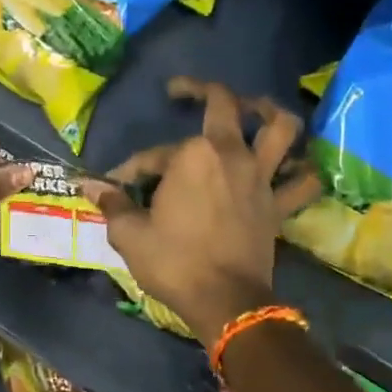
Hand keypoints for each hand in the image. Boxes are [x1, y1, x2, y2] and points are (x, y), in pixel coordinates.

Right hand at [82, 78, 319, 343]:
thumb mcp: (130, 234)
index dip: (131, 169)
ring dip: (269, 111)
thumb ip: (112, 203)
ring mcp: (261, 178)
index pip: (153, 155)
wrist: (224, 301)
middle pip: (224, 105)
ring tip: (256, 108)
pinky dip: (301, 171)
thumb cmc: (173, 263)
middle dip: (201, 90)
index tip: (116, 186)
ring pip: (281, 129)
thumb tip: (88, 184)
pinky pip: (302, 181)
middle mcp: (231, 154)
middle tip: (183, 92)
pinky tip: (292, 167)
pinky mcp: (279, 205)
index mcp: (192, 156)